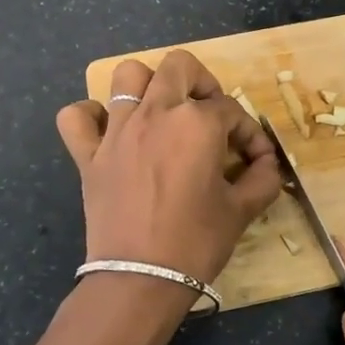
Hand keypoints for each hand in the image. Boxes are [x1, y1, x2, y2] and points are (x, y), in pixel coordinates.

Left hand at [55, 51, 281, 294]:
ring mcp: (117, 130)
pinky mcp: (88, 154)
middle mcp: (155, 113)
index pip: (231, 111)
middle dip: (202, 83)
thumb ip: (262, 178)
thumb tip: (268, 163)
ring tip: (162, 112)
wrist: (140, 278)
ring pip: (127, 75)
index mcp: (197, 123)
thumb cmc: (196, 242)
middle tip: (209, 115)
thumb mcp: (241, 210)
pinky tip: (109, 131)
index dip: (249, 133)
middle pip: (179, 66)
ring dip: (148, 86)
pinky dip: (91, 116)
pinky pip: (76, 116)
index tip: (255, 159)